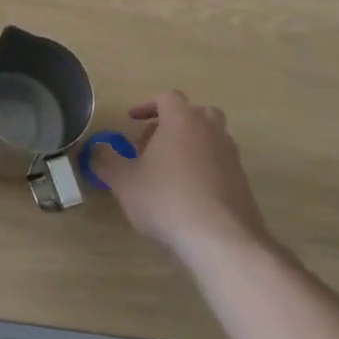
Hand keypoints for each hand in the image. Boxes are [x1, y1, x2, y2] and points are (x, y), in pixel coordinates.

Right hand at [89, 91, 271, 262]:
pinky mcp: (242, 183)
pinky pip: (220, 164)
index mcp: (182, 121)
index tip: (131, 120)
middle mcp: (211, 131)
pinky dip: (204, 169)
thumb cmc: (166, 200)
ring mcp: (231, 157)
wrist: (221, 241)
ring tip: (168, 170)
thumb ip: (105, 160)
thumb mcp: (123, 181)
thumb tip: (96, 149)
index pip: (167, 97)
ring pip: (210, 138)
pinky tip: (187, 195)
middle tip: (152, 144)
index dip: (147, 105)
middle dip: (172, 123)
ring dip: (190, 145)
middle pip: (195, 112)